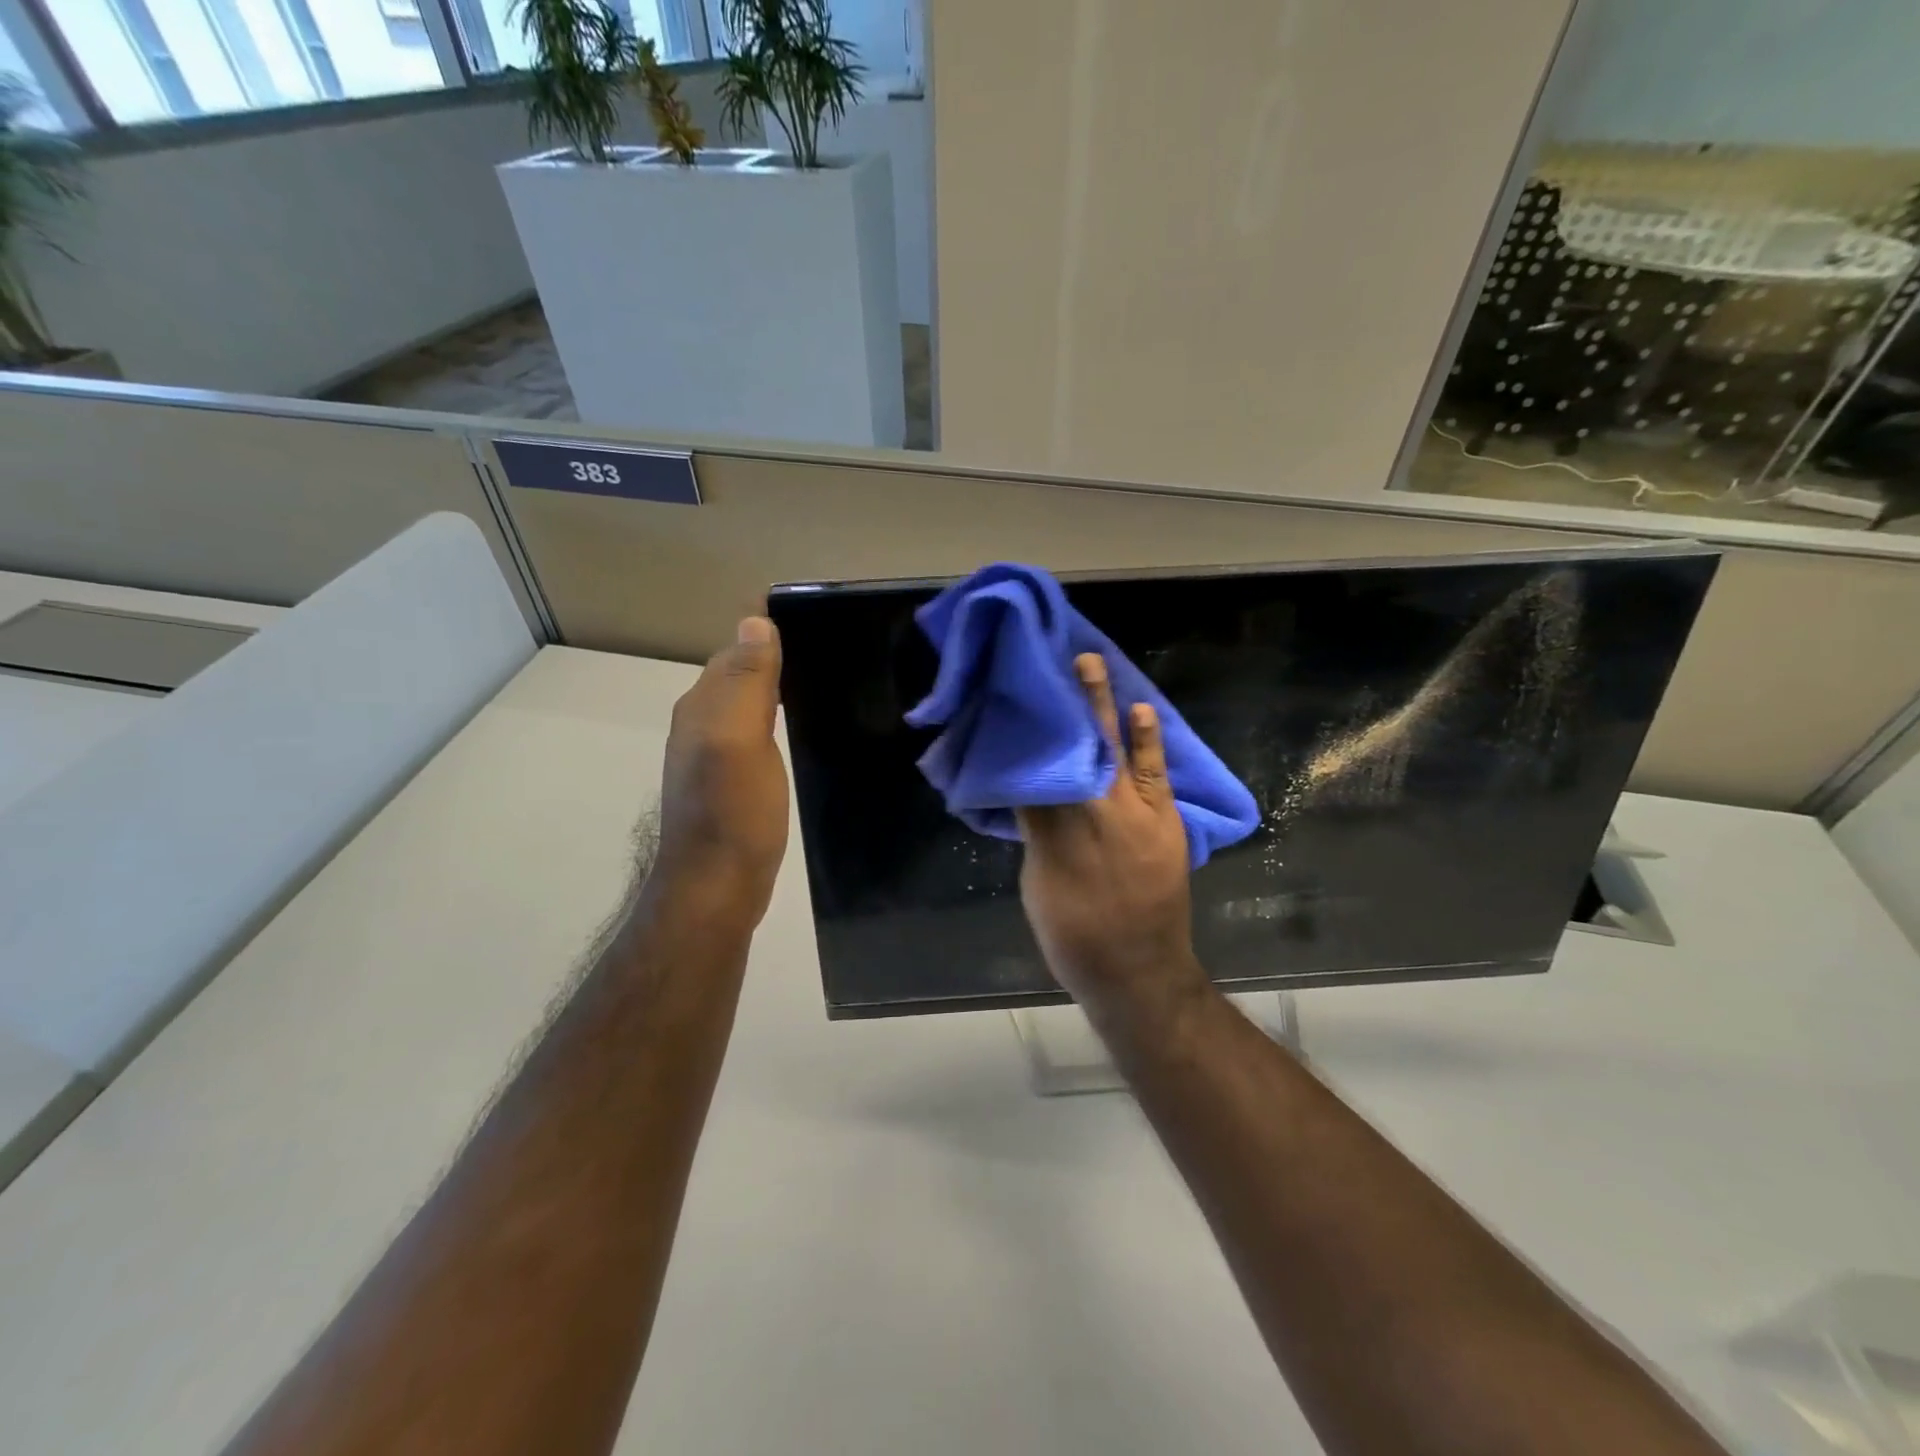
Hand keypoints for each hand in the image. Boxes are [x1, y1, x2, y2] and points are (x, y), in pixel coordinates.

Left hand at [648, 616, 790, 926]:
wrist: (716, 887)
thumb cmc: (734, 813)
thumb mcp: (740, 740)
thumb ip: (746, 682)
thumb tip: (754, 620)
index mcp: (702, 707)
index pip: (735, 653)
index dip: (769, 639)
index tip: (818, 631)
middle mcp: (699, 725)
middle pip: (737, 677)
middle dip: (773, 661)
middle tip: (830, 659)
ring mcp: (711, 757)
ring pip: (744, 707)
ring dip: (774, 693)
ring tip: (821, 689)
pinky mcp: (727, 784)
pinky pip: (750, 736)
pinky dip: (773, 724)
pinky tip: (796, 735)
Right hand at [1016, 654, 1210, 1032]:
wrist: (1137, 972)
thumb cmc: (1075, 935)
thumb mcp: (1037, 883)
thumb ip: (1036, 830)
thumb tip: (1028, 786)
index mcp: (1050, 829)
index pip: (1032, 766)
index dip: (1023, 730)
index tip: (1013, 696)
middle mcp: (1088, 812)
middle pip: (1069, 747)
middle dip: (1058, 703)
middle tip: (1046, 659)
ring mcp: (1132, 814)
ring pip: (1109, 749)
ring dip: (1099, 705)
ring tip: (1089, 663)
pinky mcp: (1162, 822)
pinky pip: (1153, 773)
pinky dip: (1147, 740)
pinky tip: (1140, 710)